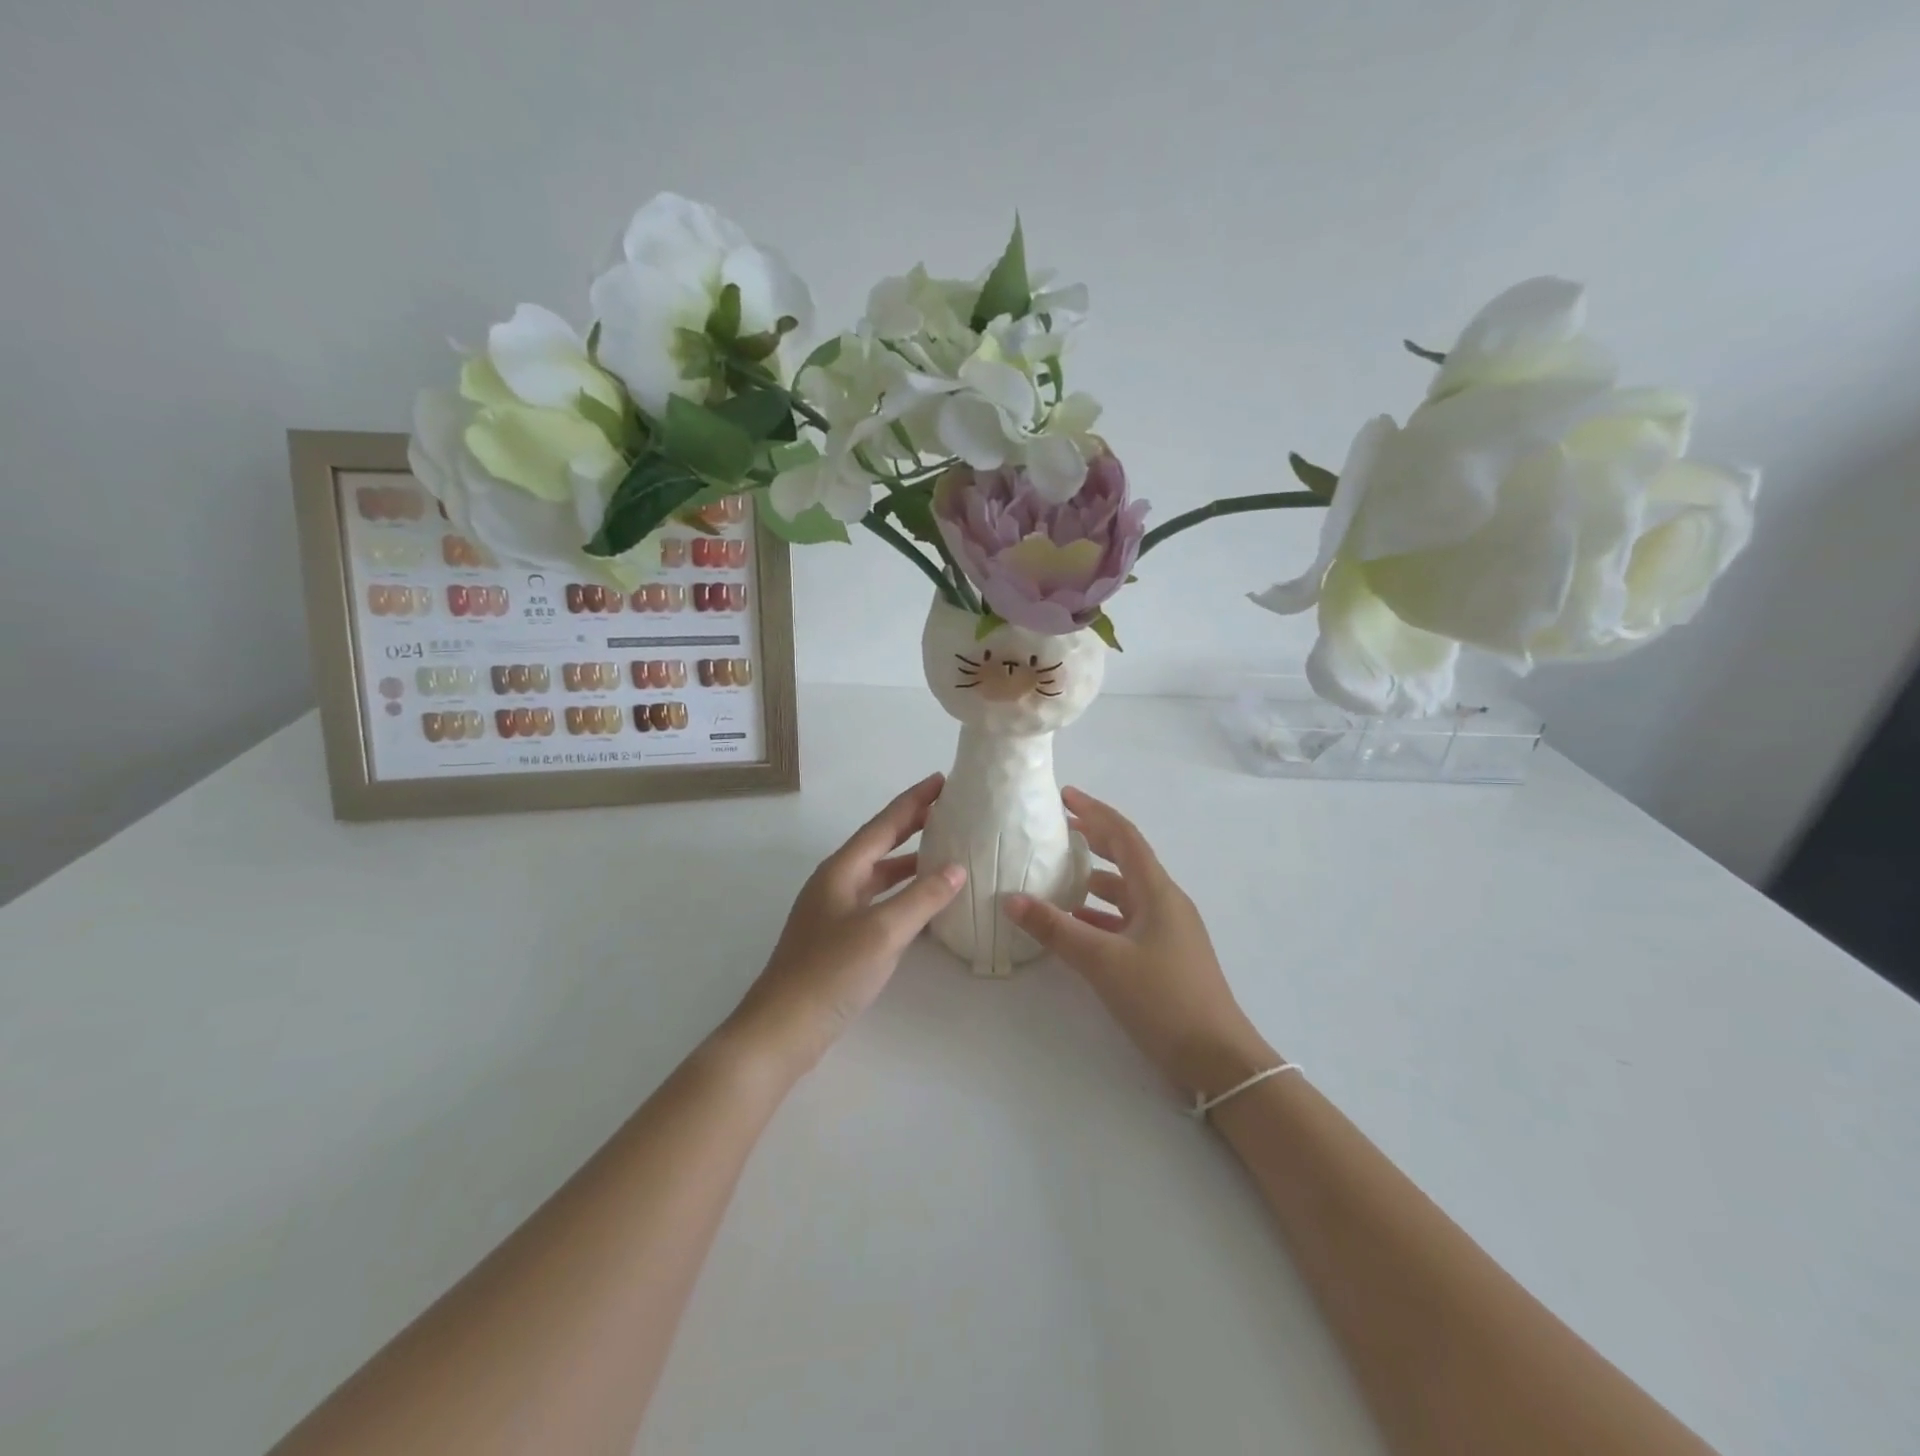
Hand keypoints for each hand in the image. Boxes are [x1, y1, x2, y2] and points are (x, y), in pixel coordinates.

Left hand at [725, 773, 965, 1077]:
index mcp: (841, 870)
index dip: (914, 801)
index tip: (942, 780)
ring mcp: (835, 911)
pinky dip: (903, 894)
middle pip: (880, 843)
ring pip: (879, 874)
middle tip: (948, 807)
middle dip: (913, 823)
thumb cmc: (830, 973)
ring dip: (910, 860)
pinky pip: (878, 901)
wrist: (782, 1029)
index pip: (884, 824)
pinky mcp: (839, 938)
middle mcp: (836, 882)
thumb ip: (921, 898)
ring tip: (945, 850)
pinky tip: (924, 904)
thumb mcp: (882, 932)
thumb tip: (957, 868)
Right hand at [1005, 788, 1275, 1100]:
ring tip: (1056, 875)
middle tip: (1058, 828)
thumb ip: (1055, 929)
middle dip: (1094, 839)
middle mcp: (1165, 902)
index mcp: (1157, 891)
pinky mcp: (1164, 956)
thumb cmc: (1163, 998)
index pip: (1124, 837)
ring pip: (1125, 893)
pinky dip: (1100, 915)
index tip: (1064, 796)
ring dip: (1094, 880)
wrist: (1216, 1059)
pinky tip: (1074, 925)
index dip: (1095, 812)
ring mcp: (1167, 930)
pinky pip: (1126, 921)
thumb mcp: (1103, 961)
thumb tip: (1011, 899)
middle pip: (1126, 859)